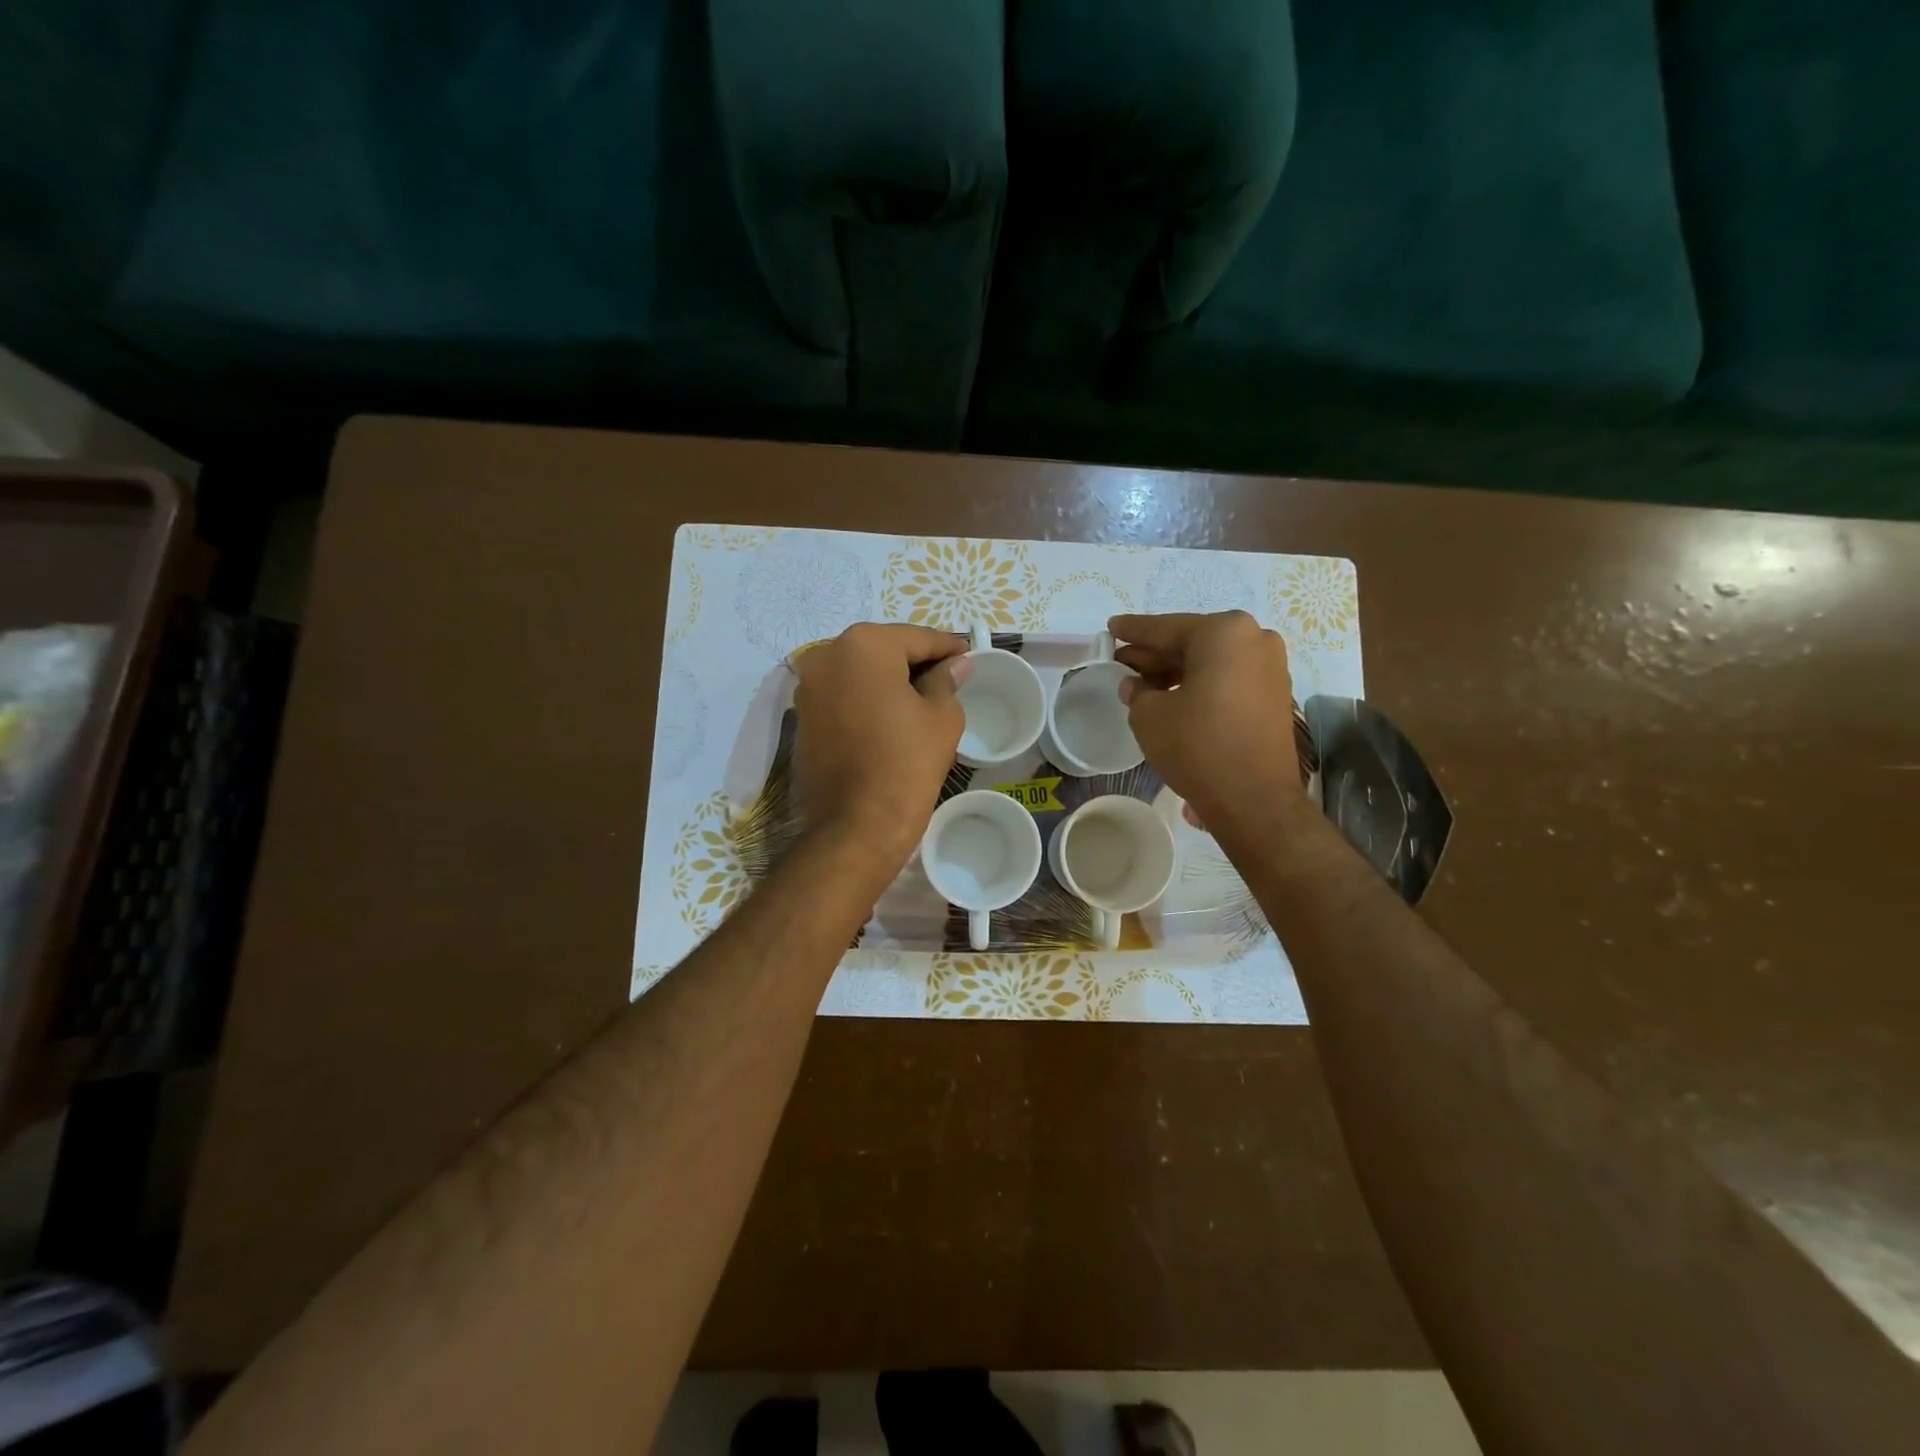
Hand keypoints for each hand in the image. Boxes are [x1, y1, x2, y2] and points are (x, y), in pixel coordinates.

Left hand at [791, 623, 970, 874]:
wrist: (855, 825)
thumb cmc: (907, 763)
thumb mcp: (942, 717)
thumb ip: (947, 680)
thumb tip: (957, 663)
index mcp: (864, 645)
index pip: (916, 638)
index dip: (947, 648)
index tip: (969, 657)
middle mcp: (827, 655)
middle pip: (883, 650)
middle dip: (915, 662)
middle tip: (948, 679)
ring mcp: (808, 687)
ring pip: (860, 673)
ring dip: (889, 681)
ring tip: (921, 701)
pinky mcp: (801, 717)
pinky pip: (843, 696)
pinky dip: (866, 700)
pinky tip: (890, 719)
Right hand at [1109, 611, 1308, 843]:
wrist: (1254, 799)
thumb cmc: (1197, 745)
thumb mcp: (1149, 715)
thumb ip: (1137, 691)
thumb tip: (1136, 685)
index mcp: (1224, 632)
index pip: (1167, 628)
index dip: (1133, 631)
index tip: (1111, 628)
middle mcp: (1255, 640)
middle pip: (1192, 642)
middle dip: (1155, 654)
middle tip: (1121, 661)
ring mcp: (1271, 668)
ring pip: (1211, 661)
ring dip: (1176, 671)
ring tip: (1142, 685)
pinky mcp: (1275, 696)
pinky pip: (1229, 679)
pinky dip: (1201, 684)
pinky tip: (1174, 698)